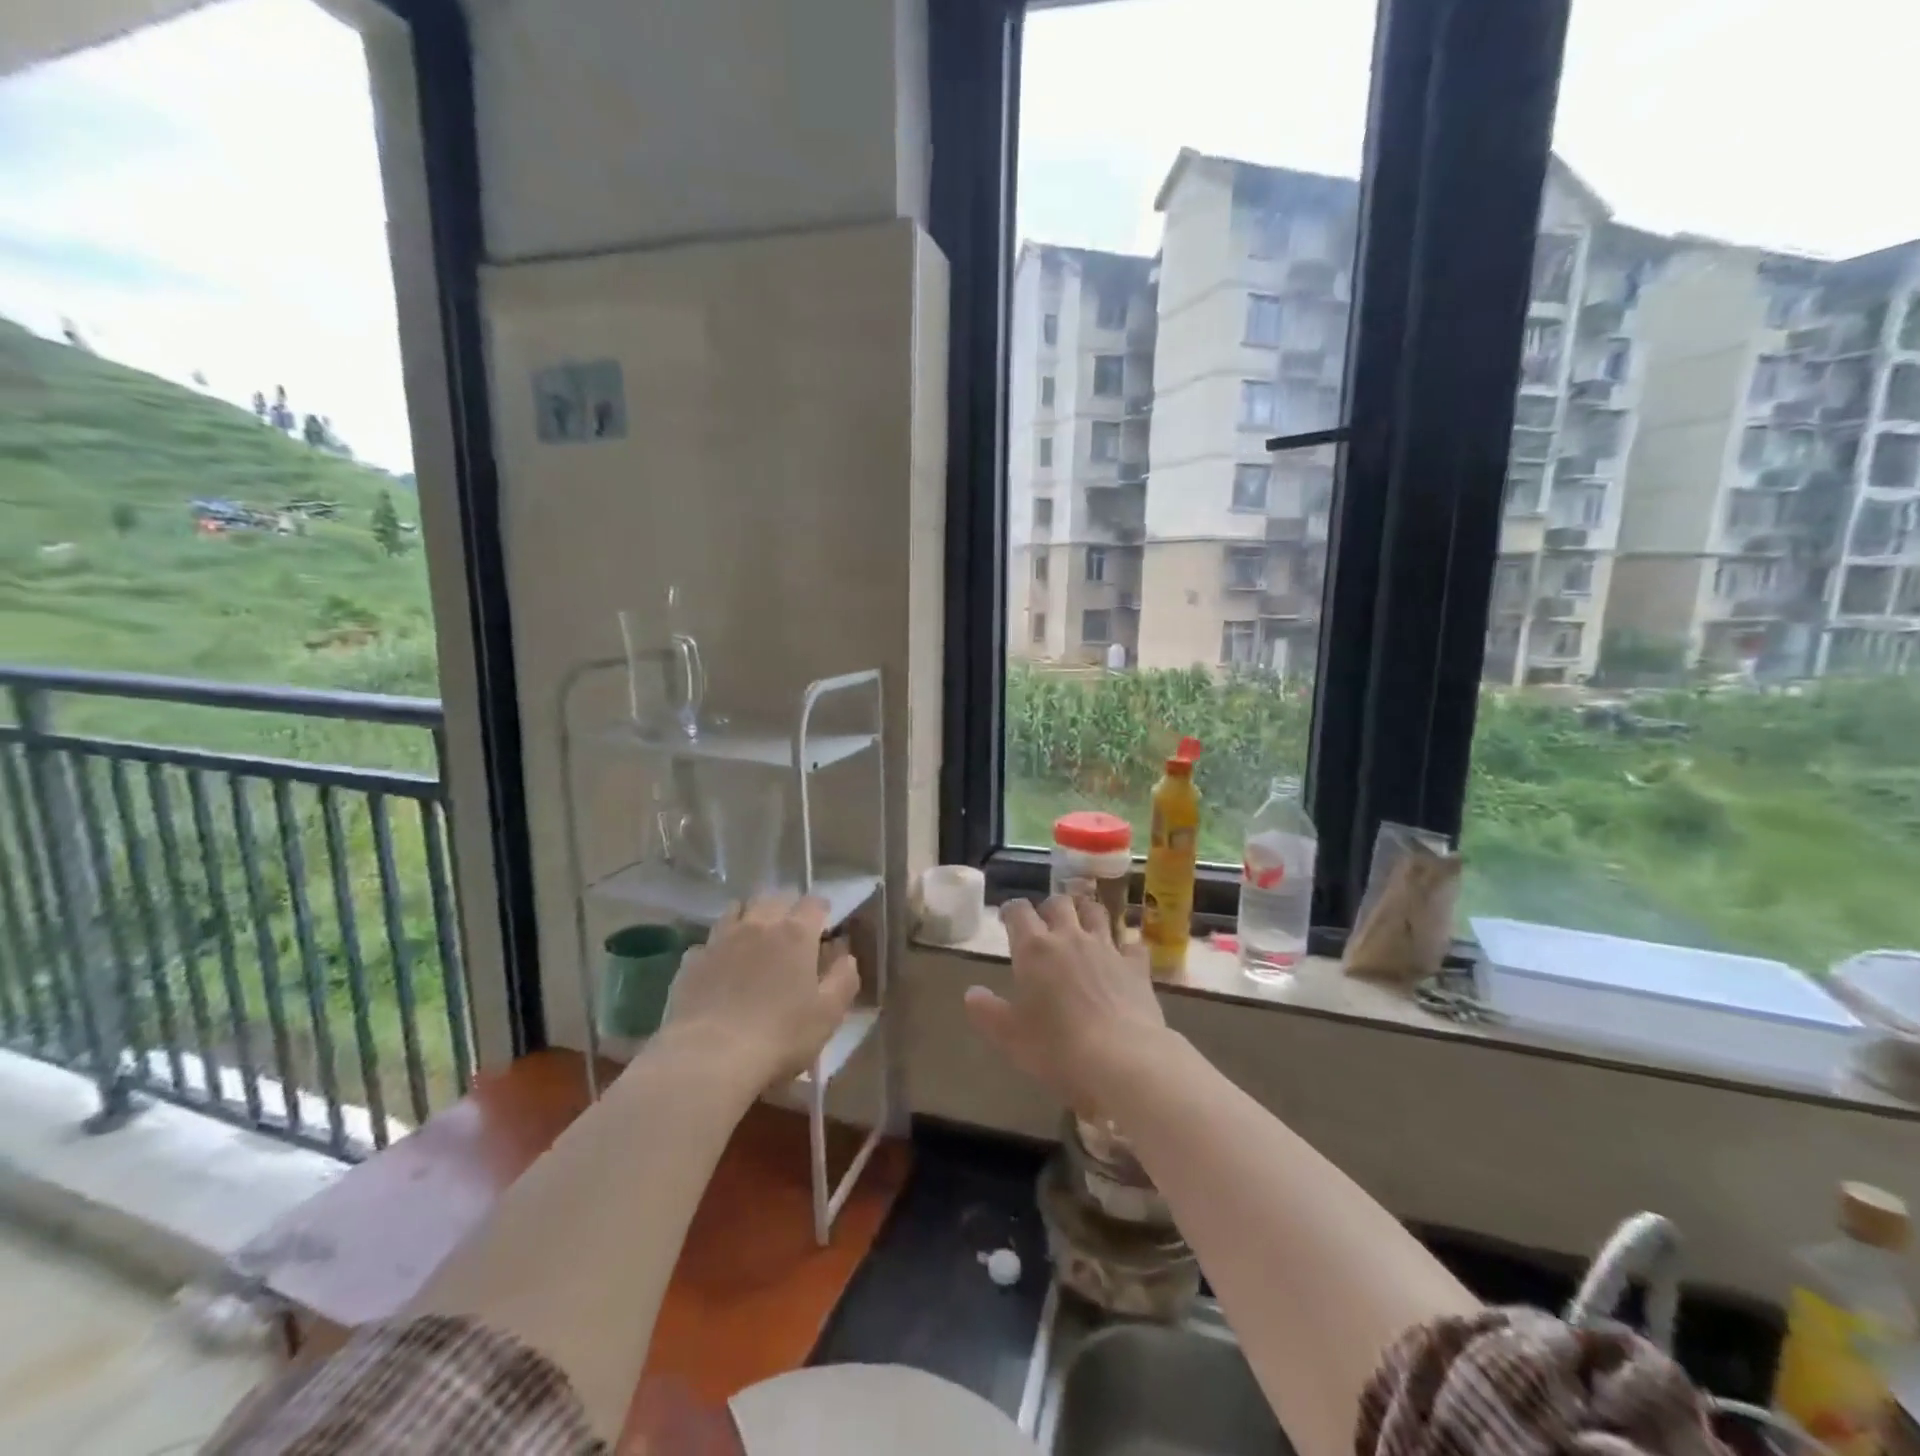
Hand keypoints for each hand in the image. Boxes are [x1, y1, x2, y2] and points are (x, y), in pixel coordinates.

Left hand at [660, 895, 860, 1088]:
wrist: (708, 1058)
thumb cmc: (779, 1036)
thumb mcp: (829, 1014)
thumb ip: (844, 978)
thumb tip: (844, 955)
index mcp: (796, 933)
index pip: (814, 903)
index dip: (822, 912)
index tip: (825, 930)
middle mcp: (758, 924)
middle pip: (775, 897)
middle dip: (787, 908)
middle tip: (792, 933)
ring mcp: (720, 939)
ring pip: (737, 909)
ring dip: (750, 917)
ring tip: (755, 940)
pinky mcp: (691, 960)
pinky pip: (709, 941)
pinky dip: (719, 947)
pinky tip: (721, 967)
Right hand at [964, 894, 1167, 1113]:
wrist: (1122, 1060)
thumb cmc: (1056, 1048)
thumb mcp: (1009, 1037)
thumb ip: (987, 1012)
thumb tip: (972, 993)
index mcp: (1034, 949)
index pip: (1019, 911)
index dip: (1011, 910)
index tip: (1007, 919)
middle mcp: (1070, 938)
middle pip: (1059, 903)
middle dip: (1049, 907)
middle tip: (1045, 923)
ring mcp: (1107, 948)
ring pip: (1095, 912)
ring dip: (1086, 913)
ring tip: (1081, 924)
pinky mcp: (1136, 966)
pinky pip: (1132, 944)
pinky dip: (1125, 945)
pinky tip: (1123, 955)